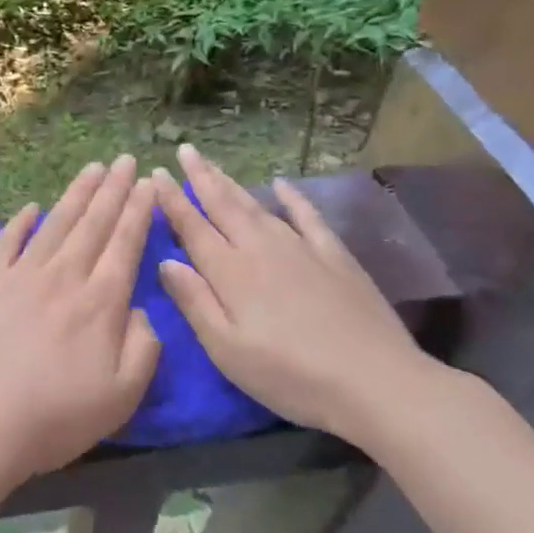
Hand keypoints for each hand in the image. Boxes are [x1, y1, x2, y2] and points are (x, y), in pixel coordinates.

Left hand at [0, 156, 160, 477]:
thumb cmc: (56, 415)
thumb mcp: (122, 394)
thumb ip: (143, 347)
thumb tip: (140, 309)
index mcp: (101, 302)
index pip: (125, 245)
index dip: (139, 211)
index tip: (148, 182)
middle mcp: (64, 277)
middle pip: (93, 224)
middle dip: (113, 190)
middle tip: (125, 160)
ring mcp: (21, 275)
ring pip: (55, 224)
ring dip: (75, 195)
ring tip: (92, 169)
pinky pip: (7, 242)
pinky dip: (20, 222)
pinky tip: (31, 207)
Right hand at [151, 144, 439, 446]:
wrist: (377, 382)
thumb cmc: (290, 375)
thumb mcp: (227, 349)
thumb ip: (195, 302)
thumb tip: (166, 261)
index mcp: (231, 272)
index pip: (193, 227)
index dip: (172, 201)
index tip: (156, 174)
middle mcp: (261, 249)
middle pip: (224, 206)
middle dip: (201, 177)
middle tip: (185, 150)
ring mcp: (301, 249)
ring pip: (258, 206)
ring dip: (233, 183)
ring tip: (214, 164)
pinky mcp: (335, 257)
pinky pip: (308, 217)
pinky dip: (293, 198)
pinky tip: (281, 184)